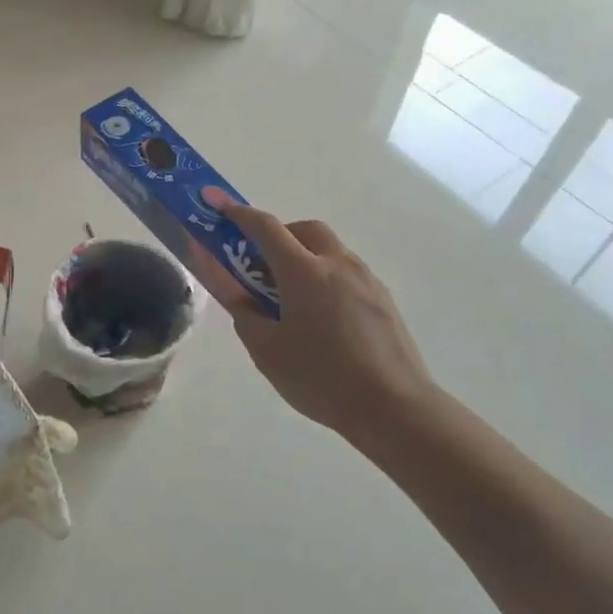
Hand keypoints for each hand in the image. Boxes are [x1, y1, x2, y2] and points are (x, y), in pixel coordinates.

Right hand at [194, 191, 441, 448]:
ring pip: (328, 249)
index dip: (237, 213)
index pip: (265, 227)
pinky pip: (346, 272)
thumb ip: (244, 313)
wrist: (396, 409)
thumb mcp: (267, 351)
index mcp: (304, 272)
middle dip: (278, 234)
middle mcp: (337, 264)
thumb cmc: (322, 378)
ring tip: (290, 296)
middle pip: (303, 229)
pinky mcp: (383, 299)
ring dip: (304, 256)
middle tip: (260, 263)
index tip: (216, 205)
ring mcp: (366, 279)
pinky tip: (321, 316)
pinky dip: (325, 276)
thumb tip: (234, 291)